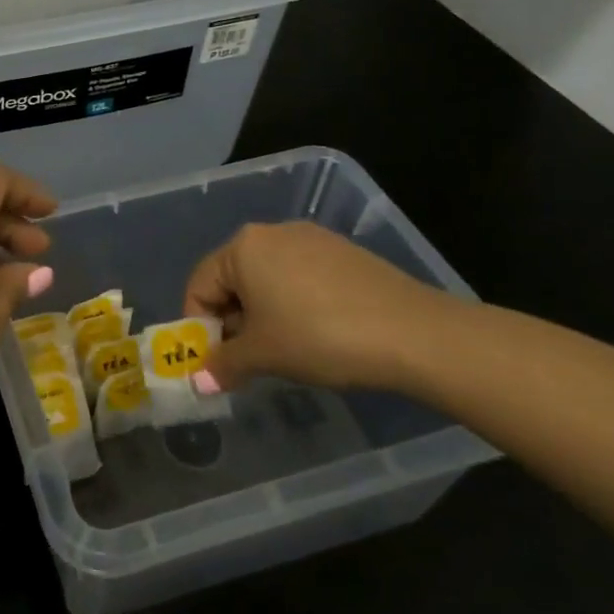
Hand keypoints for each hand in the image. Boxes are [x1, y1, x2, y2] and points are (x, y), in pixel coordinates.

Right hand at [183, 221, 466, 392]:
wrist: (413, 333)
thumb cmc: (319, 337)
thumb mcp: (264, 355)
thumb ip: (224, 364)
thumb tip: (200, 381)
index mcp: (242, 247)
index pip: (199, 286)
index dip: (199, 328)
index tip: (216, 363)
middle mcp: (271, 232)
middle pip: (233, 280)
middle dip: (233, 322)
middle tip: (249, 362)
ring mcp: (311, 238)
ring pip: (268, 279)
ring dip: (264, 315)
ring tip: (286, 351)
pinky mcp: (342, 252)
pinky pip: (300, 277)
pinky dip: (295, 305)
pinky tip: (319, 334)